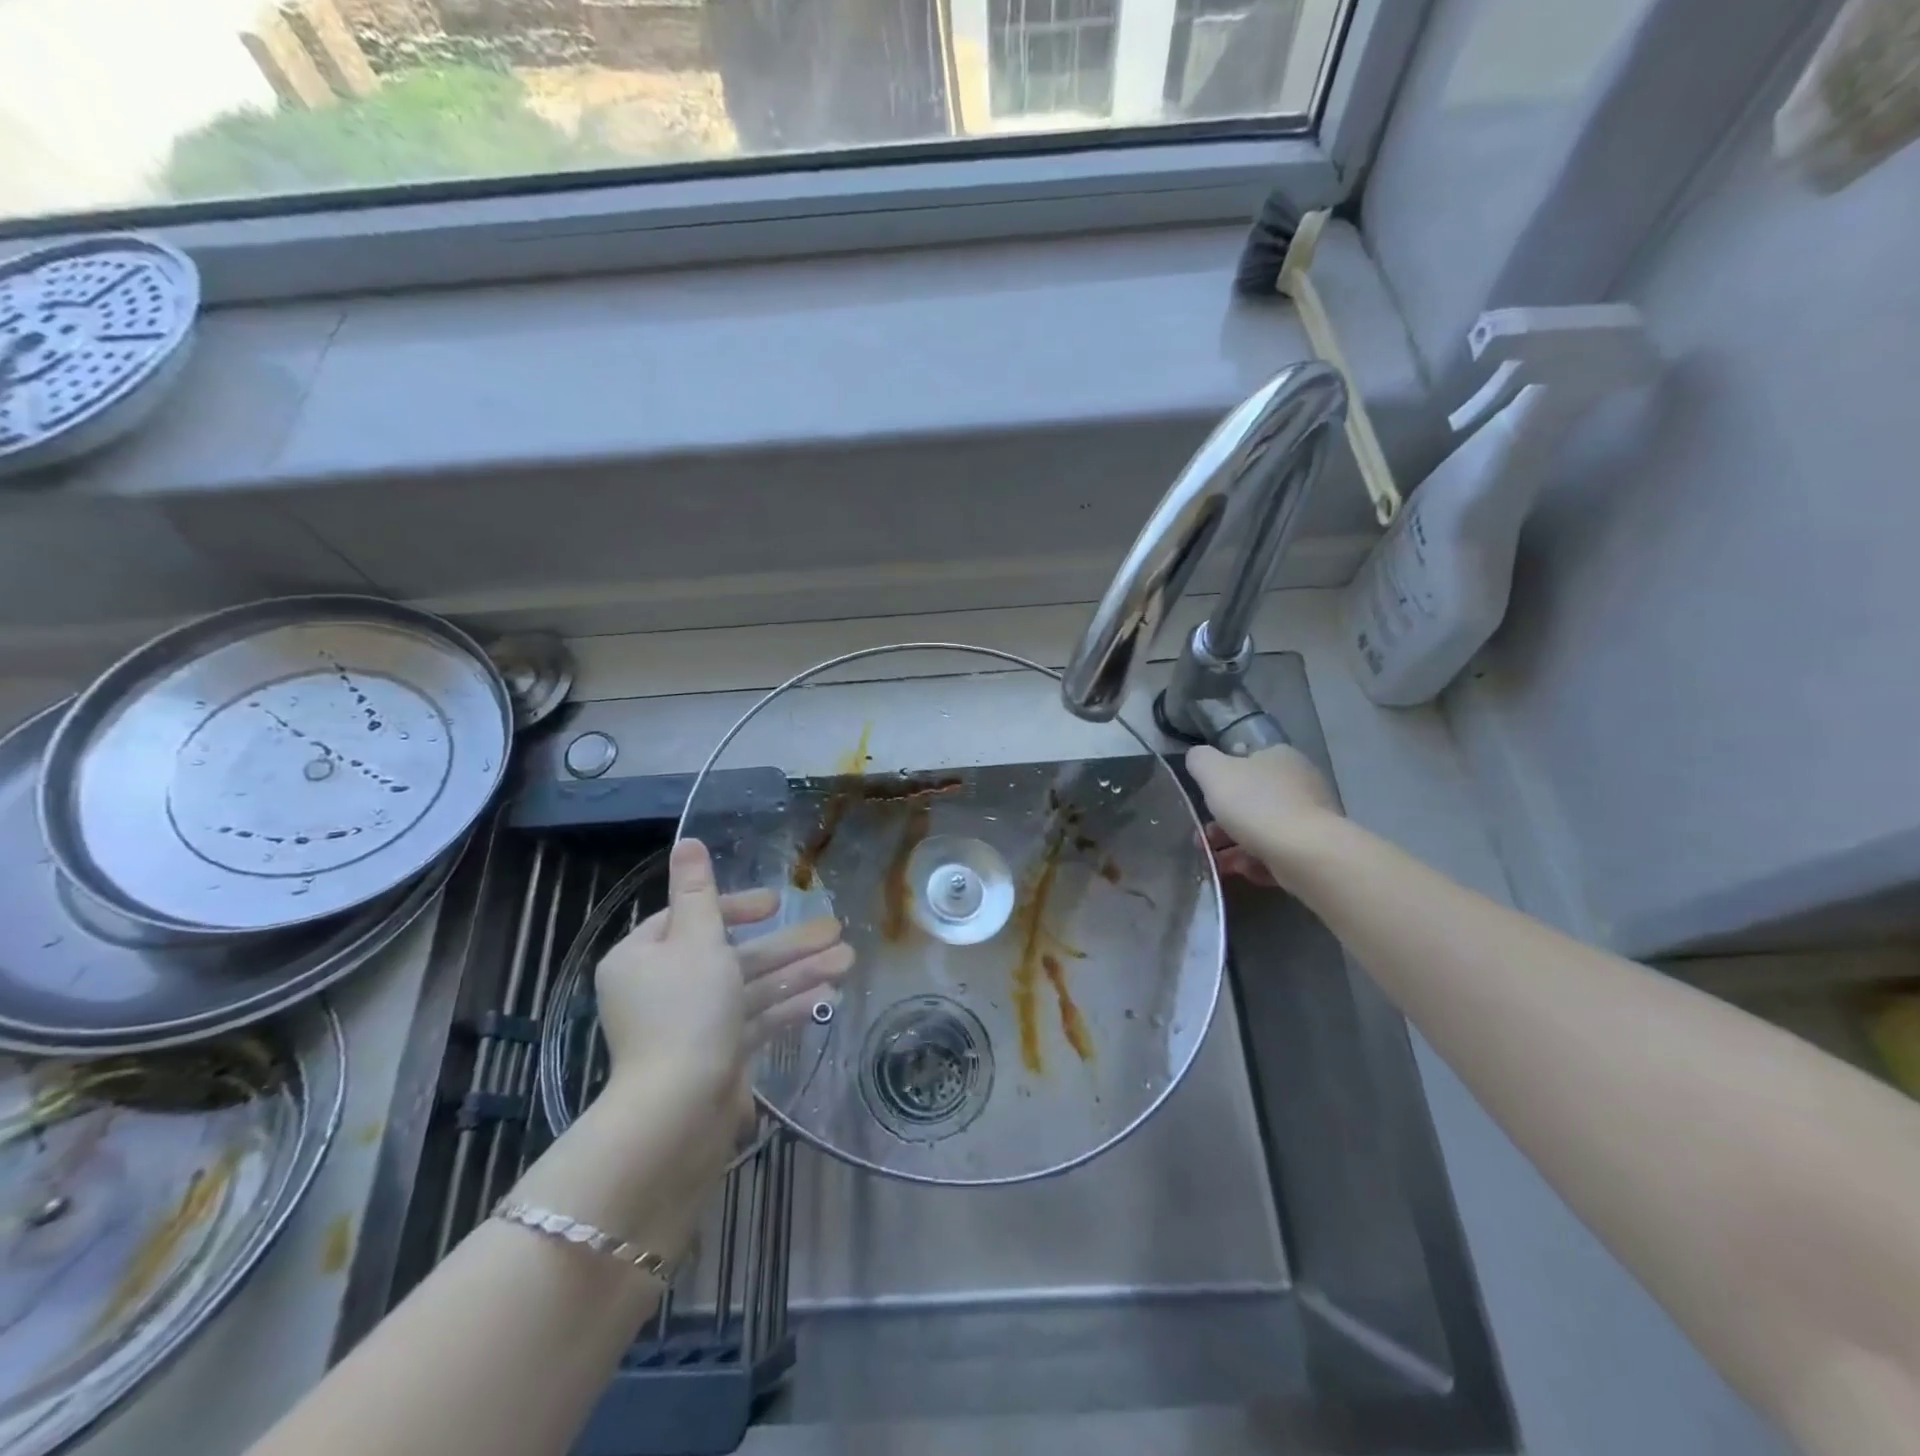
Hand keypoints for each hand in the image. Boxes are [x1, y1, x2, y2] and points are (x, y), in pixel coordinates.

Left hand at [595, 839, 853, 1105]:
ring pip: (750, 988)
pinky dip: (787, 1007)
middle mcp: (663, 990)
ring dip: (798, 972)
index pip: (688, 919)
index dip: (736, 908)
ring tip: (848, 958)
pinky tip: (829, 995)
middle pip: (731, 955)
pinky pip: (754, 1021)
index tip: (775, 904)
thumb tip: (686, 840)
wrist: (679, 1113)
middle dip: (785, 944)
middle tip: (834, 928)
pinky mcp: (716, 1056)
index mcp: (642, 959)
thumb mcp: (697, 939)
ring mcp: (691, 1027)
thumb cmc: (686, 1012)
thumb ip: (698, 890)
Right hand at [1187, 744, 1341, 886]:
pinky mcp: (1314, 849)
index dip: (1221, 779)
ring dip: (1234, 845)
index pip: (1246, 760)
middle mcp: (1300, 782)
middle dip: (1223, 820)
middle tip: (1203, 838)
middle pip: (1251, 799)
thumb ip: (1200, 760)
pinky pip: (1277, 852)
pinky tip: (1242, 871)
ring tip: (1216, 861)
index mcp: (1279, 756)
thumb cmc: (1255, 804)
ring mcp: (1310, 817)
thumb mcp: (1213, 772)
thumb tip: (1197, 758)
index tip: (1204, 800)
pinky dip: (1257, 861)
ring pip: (1262, 829)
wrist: (1304, 853)